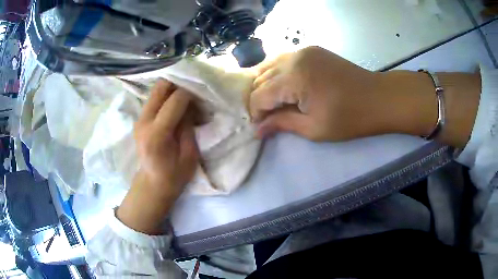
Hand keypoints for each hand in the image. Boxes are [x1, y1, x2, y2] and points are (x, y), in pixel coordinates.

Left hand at [117, 79, 198, 234]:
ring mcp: (139, 119)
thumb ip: (188, 126)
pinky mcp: (139, 119)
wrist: (152, 184)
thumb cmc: (174, 176)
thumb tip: (191, 103)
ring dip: (172, 87)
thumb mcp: (189, 154)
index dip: (190, 92)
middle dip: (178, 82)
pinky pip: (154, 99)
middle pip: (160, 88)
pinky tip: (176, 101)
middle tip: (193, 86)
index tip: (202, 92)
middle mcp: (144, 121)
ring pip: (156, 90)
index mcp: (157, 134)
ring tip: (187, 92)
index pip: (175, 100)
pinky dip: (166, 95)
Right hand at [250, 46, 391, 140]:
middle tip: (268, 117)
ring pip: (269, 66)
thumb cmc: (349, 118)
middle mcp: (294, 58)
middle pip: (261, 78)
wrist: (378, 98)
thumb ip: (282, 124)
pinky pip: (284, 60)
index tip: (261, 127)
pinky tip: (285, 87)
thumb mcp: (314, 128)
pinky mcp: (311, 50)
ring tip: (275, 103)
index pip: (259, 95)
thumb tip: (258, 130)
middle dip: (259, 99)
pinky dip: (279, 74)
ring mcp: (303, 51)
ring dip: (266, 85)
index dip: (256, 113)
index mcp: (294, 78)